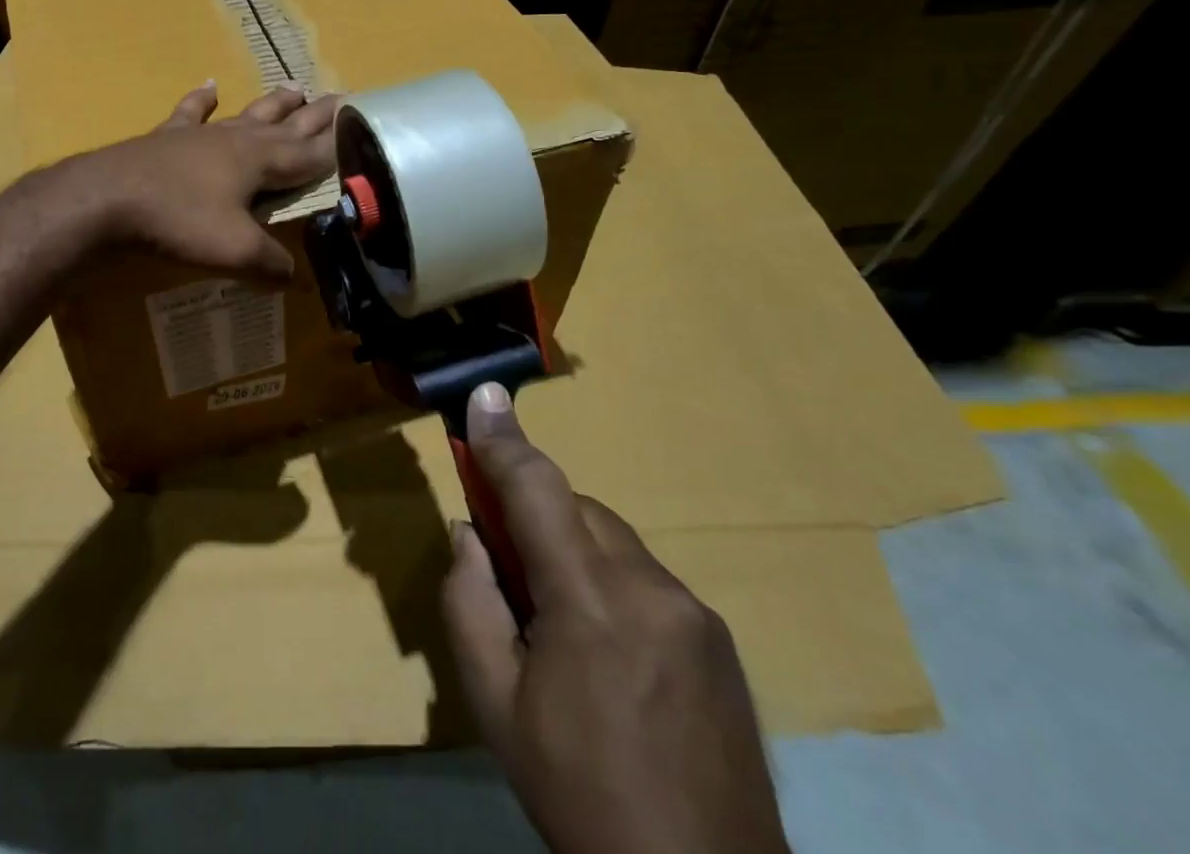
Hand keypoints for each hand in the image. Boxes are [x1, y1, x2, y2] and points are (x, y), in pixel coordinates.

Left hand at [77, 81, 337, 279]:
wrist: (107, 199)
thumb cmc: (178, 222)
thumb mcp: (234, 251)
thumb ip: (271, 264)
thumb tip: (298, 279)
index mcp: (260, 163)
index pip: (309, 154)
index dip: (335, 144)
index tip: (359, 126)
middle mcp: (237, 140)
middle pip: (285, 125)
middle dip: (314, 115)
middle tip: (340, 97)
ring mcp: (201, 135)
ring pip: (247, 114)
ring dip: (273, 103)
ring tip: (295, 86)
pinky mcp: (167, 137)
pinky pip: (191, 113)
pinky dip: (202, 99)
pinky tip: (210, 85)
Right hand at [443, 384, 788, 853]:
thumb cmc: (578, 794)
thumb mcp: (494, 704)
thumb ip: (470, 601)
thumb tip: (472, 533)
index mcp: (589, 604)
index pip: (537, 490)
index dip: (503, 440)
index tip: (482, 396)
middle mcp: (651, 589)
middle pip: (577, 508)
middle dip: (535, 514)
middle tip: (508, 566)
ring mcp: (694, 613)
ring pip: (612, 539)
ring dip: (574, 550)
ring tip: (563, 624)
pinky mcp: (720, 638)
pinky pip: (646, 576)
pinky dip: (612, 582)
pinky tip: (611, 650)